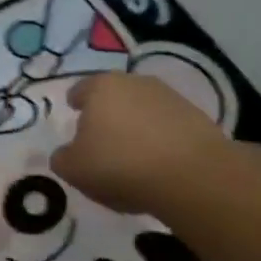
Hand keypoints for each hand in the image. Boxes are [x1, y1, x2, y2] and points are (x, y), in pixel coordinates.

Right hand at [50, 72, 235, 215]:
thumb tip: (67, 153)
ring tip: (131, 158)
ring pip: (142, 111)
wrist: (193, 177)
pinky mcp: (198, 118)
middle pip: (113, 98)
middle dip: (106, 115)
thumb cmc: (120, 164)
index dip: (75, 105)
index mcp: (100, 87)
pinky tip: (157, 166)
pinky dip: (160, 141)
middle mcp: (135, 83)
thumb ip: (61, 157)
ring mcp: (170, 98)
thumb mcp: (72, 169)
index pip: (79, 90)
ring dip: (135, 128)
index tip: (75, 122)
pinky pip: (167, 127)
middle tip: (100, 142)